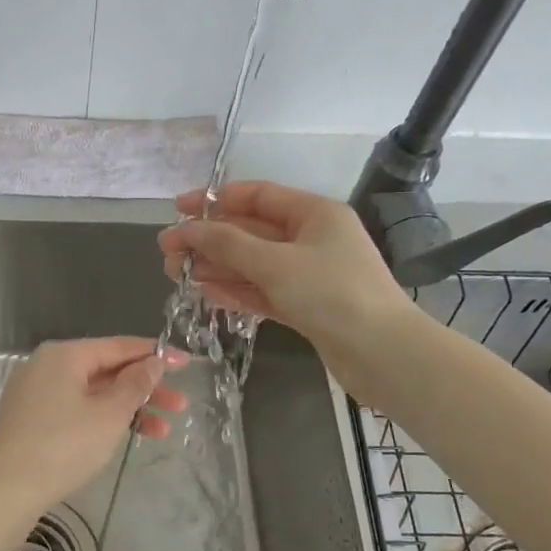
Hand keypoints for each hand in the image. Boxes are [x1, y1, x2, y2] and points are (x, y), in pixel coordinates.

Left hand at [0, 338, 187, 512]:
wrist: (7, 490)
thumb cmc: (64, 445)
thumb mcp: (109, 414)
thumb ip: (135, 384)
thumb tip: (152, 362)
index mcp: (64, 355)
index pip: (118, 347)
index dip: (155, 355)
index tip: (186, 362)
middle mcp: (48, 366)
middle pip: (106, 370)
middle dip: (146, 388)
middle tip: (180, 405)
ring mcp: (37, 393)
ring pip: (93, 393)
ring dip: (129, 409)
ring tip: (164, 431)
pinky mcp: (32, 419)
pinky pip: (77, 409)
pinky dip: (103, 419)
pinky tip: (128, 436)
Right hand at [157, 182, 414, 390]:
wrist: (383, 354)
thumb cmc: (331, 294)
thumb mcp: (275, 263)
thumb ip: (227, 244)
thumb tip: (186, 230)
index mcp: (313, 214)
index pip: (256, 196)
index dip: (213, 201)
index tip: (176, 210)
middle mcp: (311, 238)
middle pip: (250, 232)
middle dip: (209, 240)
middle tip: (167, 252)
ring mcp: (309, 274)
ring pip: (253, 264)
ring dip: (216, 266)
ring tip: (177, 274)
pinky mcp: (307, 306)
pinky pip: (263, 291)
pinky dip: (236, 291)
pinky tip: (206, 293)